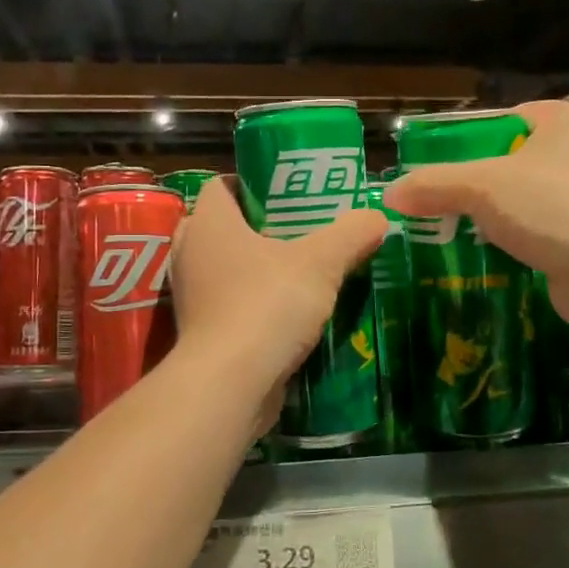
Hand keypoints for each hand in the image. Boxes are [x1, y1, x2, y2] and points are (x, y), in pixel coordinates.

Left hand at [170, 176, 385, 428]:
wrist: (231, 383)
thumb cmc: (267, 305)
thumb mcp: (321, 262)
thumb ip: (351, 233)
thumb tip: (377, 215)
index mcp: (209, 223)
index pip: (221, 185)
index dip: (252, 184)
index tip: (289, 194)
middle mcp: (191, 253)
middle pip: (223, 226)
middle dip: (259, 227)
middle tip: (301, 231)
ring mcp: (191, 296)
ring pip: (225, 268)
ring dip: (257, 269)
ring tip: (301, 270)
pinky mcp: (201, 332)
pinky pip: (228, 305)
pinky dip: (253, 304)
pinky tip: (289, 312)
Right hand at [383, 100, 568, 332]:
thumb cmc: (553, 207)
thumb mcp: (480, 186)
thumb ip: (432, 185)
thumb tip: (389, 195)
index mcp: (567, 120)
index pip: (503, 121)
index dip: (465, 143)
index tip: (434, 168)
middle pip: (511, 164)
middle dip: (474, 187)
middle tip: (435, 205)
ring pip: (525, 202)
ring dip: (492, 220)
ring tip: (450, 234)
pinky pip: (541, 234)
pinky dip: (515, 245)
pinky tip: (484, 259)